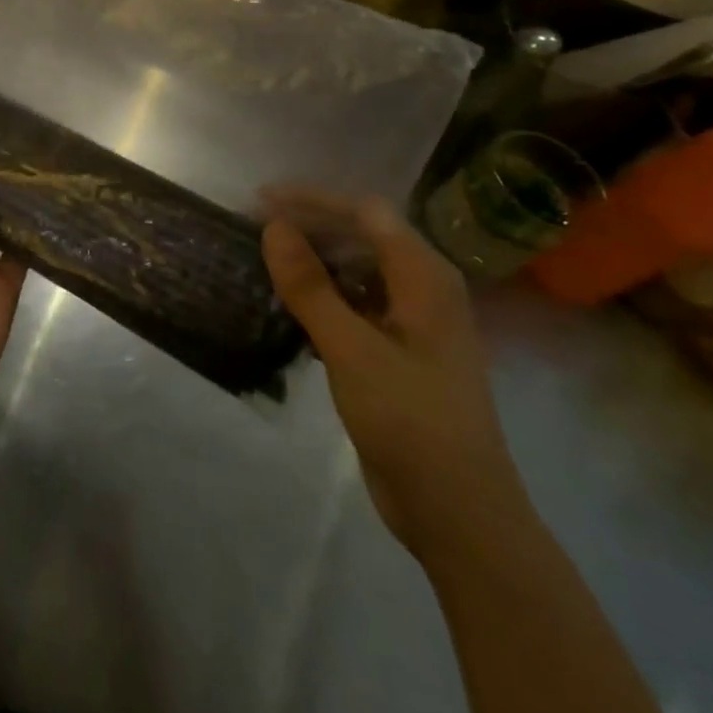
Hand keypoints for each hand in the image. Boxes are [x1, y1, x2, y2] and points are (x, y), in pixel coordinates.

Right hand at [261, 189, 526, 559]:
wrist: (458, 512)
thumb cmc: (410, 421)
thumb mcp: (351, 349)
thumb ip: (310, 286)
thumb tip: (273, 227)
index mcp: (425, 277)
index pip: (365, 212)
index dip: (312, 200)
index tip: (261, 201)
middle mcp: (423, 289)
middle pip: (362, 236)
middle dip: (310, 226)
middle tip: (255, 229)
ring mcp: (412, 322)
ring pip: (357, 270)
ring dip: (313, 261)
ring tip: (265, 260)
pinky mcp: (397, 351)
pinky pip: (356, 304)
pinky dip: (322, 296)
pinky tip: (289, 306)